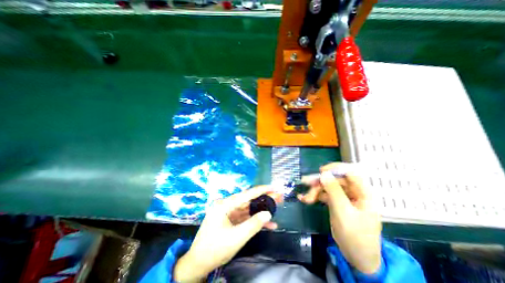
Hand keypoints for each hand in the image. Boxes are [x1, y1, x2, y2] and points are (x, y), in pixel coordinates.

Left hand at [175, 186, 280, 282]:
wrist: (199, 264)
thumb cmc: (215, 249)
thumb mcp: (236, 238)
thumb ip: (253, 224)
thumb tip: (268, 213)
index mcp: (225, 205)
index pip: (246, 194)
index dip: (261, 190)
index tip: (273, 187)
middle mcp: (227, 205)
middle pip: (249, 200)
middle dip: (264, 199)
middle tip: (278, 197)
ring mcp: (229, 213)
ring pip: (248, 208)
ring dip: (262, 209)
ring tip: (277, 206)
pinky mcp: (231, 220)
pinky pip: (245, 218)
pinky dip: (255, 221)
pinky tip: (269, 224)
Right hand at [297, 162, 380, 275]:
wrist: (356, 257)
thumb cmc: (356, 236)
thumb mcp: (344, 212)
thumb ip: (334, 191)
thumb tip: (323, 174)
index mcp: (363, 193)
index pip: (350, 173)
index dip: (335, 169)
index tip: (321, 171)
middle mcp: (354, 192)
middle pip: (335, 180)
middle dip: (320, 182)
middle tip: (306, 184)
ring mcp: (344, 197)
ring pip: (328, 186)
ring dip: (315, 190)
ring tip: (305, 198)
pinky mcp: (336, 202)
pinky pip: (324, 194)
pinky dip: (315, 195)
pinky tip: (305, 199)